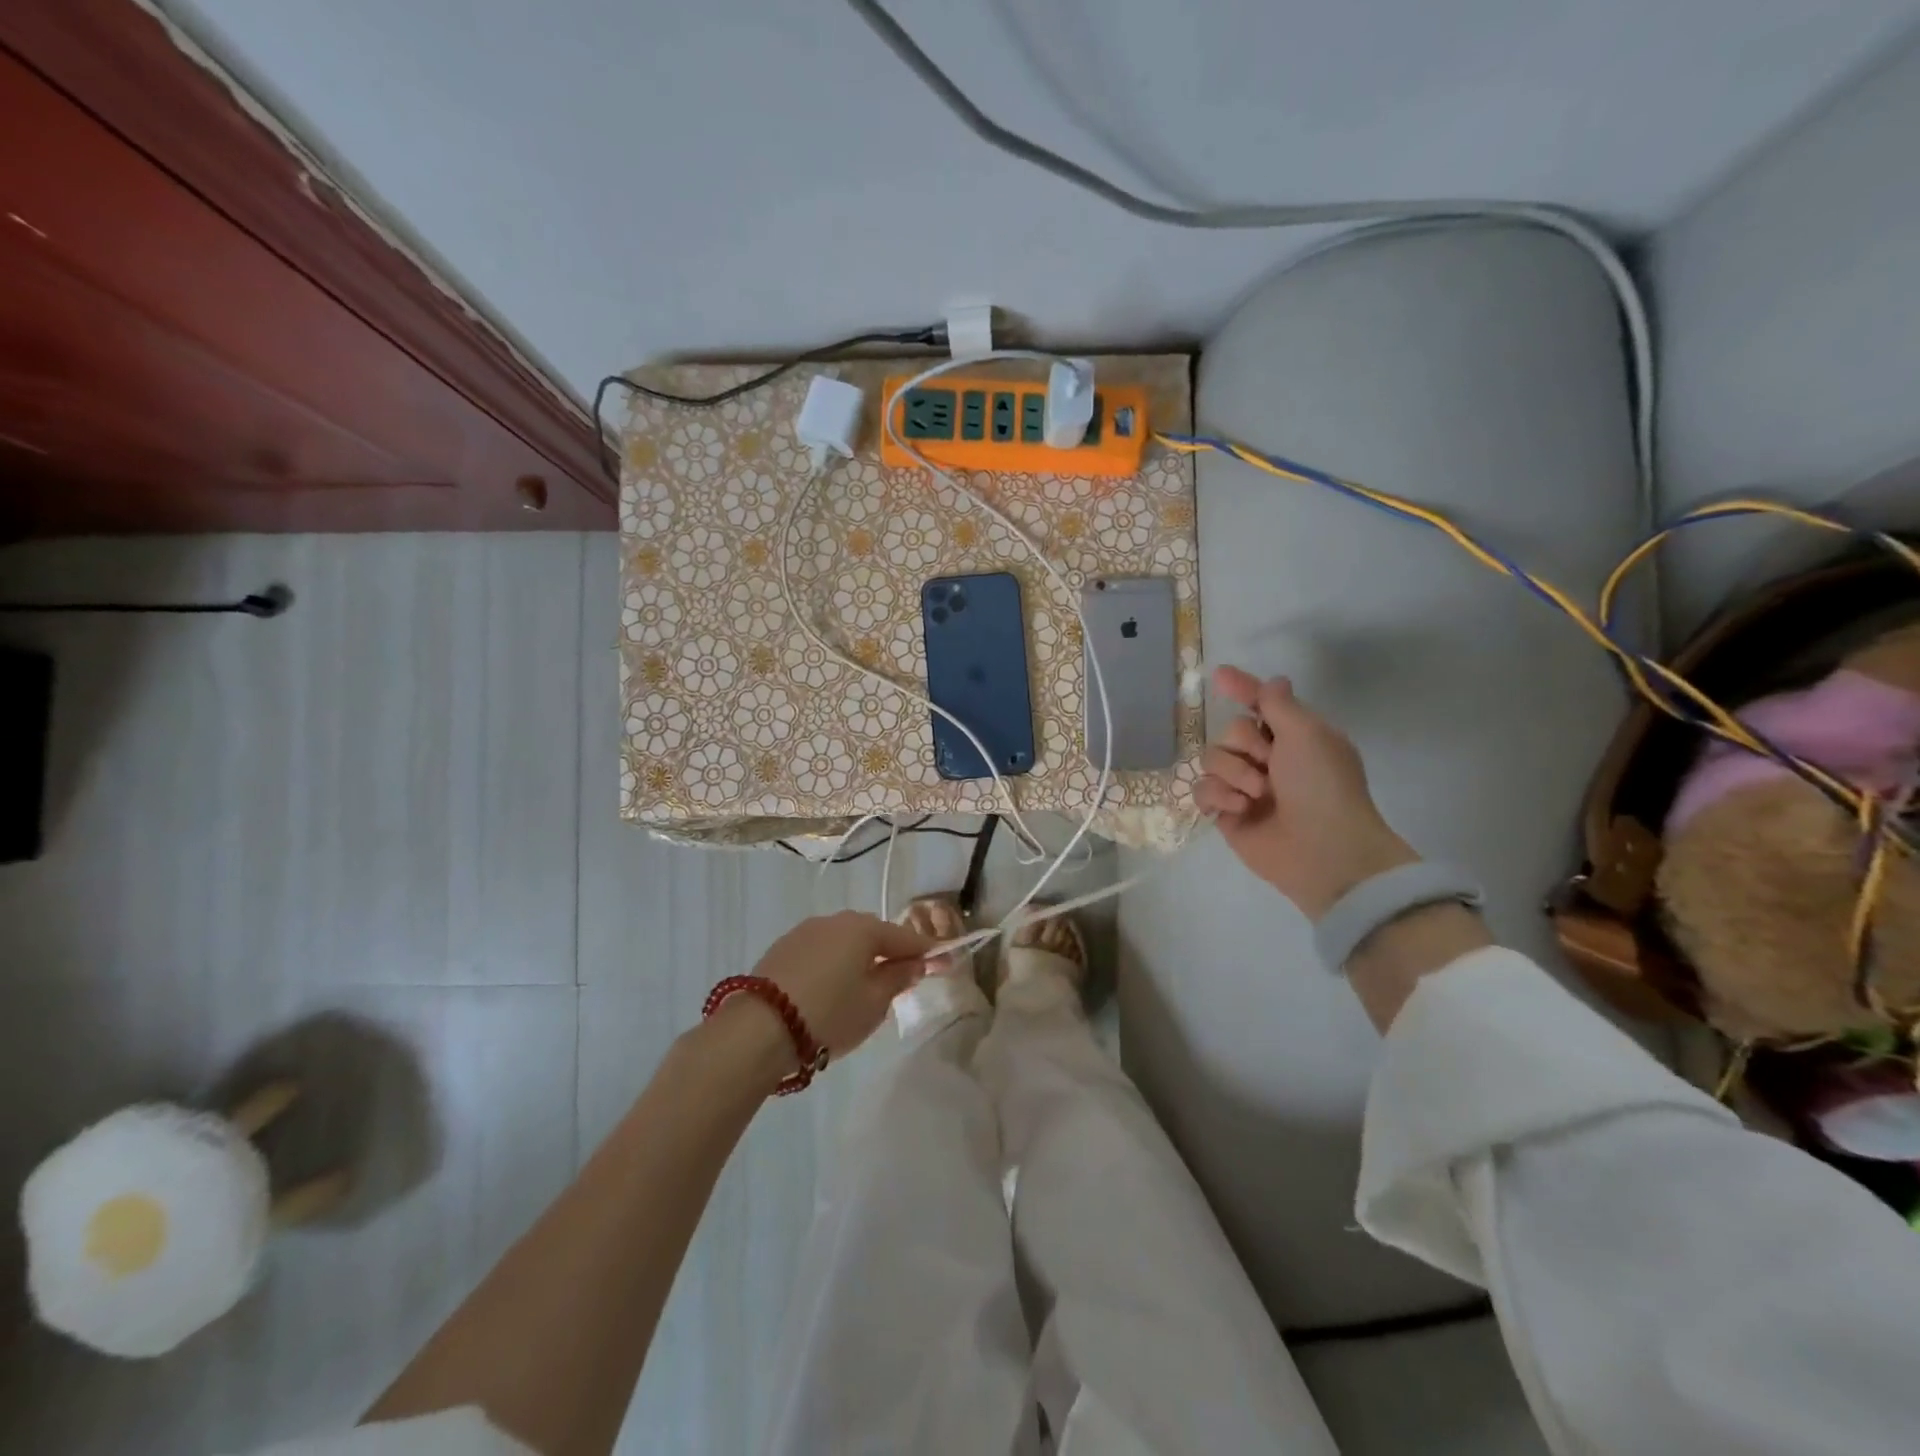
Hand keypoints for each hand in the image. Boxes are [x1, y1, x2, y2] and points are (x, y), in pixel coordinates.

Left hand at [744, 911, 940, 1065]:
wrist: (759, 1028)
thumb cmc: (829, 1014)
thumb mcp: (874, 1004)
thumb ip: (898, 979)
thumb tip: (912, 964)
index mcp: (863, 928)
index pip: (906, 938)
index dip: (929, 953)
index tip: (947, 963)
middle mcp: (836, 920)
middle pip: (874, 934)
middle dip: (891, 953)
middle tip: (902, 979)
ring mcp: (806, 931)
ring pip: (845, 941)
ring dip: (859, 958)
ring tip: (863, 987)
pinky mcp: (783, 947)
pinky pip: (822, 950)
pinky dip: (833, 964)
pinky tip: (830, 988)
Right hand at [1195, 665, 1417, 919]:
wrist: (1323, 851)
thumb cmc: (1323, 786)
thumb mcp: (1308, 734)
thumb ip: (1279, 705)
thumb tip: (1274, 681)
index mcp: (1294, 736)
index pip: (1261, 704)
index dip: (1242, 688)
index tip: (1220, 675)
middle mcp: (1268, 758)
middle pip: (1229, 731)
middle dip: (1243, 745)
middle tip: (1269, 764)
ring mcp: (1245, 787)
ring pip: (1211, 759)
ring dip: (1234, 773)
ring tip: (1258, 795)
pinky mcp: (1227, 813)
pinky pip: (1202, 789)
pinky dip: (1219, 796)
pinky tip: (1240, 810)